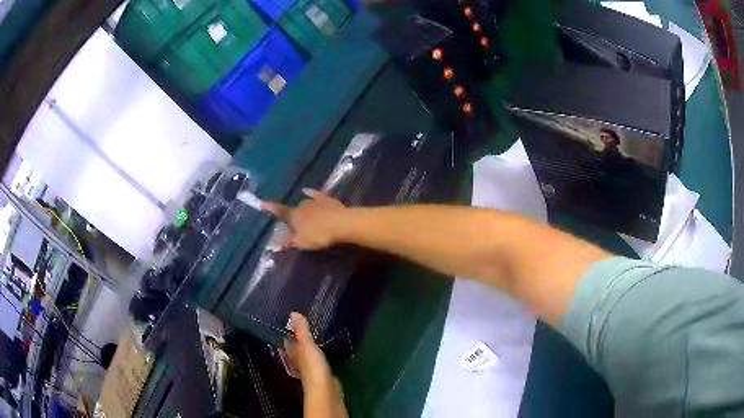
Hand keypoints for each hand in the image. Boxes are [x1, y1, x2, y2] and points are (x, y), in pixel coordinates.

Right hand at [264, 189, 349, 249]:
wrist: (342, 223)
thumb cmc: (319, 235)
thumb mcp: (301, 242)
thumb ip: (287, 242)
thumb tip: (274, 242)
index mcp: (293, 215)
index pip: (279, 211)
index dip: (270, 208)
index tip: (261, 202)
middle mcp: (301, 205)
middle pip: (293, 210)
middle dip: (292, 216)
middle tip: (294, 226)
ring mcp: (314, 200)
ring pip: (304, 203)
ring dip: (302, 209)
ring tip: (304, 216)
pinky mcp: (327, 199)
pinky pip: (315, 195)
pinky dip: (311, 193)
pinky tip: (307, 191)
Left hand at [284, 312, 346, 417]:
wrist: (326, 390)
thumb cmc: (313, 366)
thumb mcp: (307, 345)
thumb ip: (301, 330)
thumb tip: (292, 313)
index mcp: (293, 353)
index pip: (287, 341)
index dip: (287, 332)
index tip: (289, 321)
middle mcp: (299, 361)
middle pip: (296, 349)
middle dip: (298, 340)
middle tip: (304, 327)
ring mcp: (310, 369)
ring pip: (306, 356)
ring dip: (308, 348)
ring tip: (315, 337)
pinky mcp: (322, 375)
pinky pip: (318, 362)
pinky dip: (318, 357)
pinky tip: (324, 354)